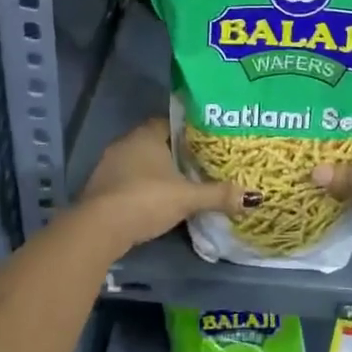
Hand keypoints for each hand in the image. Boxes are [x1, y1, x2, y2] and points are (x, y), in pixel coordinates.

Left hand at [77, 118, 242, 249]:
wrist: (98, 228)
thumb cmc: (145, 200)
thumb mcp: (187, 198)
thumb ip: (218, 195)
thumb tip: (253, 196)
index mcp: (146, 135)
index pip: (170, 122)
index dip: (188, 131)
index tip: (206, 141)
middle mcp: (125, 143)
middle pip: (155, 142)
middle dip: (175, 153)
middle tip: (199, 164)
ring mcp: (109, 165)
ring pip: (140, 162)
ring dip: (157, 172)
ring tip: (181, 184)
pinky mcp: (100, 188)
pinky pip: (128, 180)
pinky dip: (142, 187)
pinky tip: (156, 201)